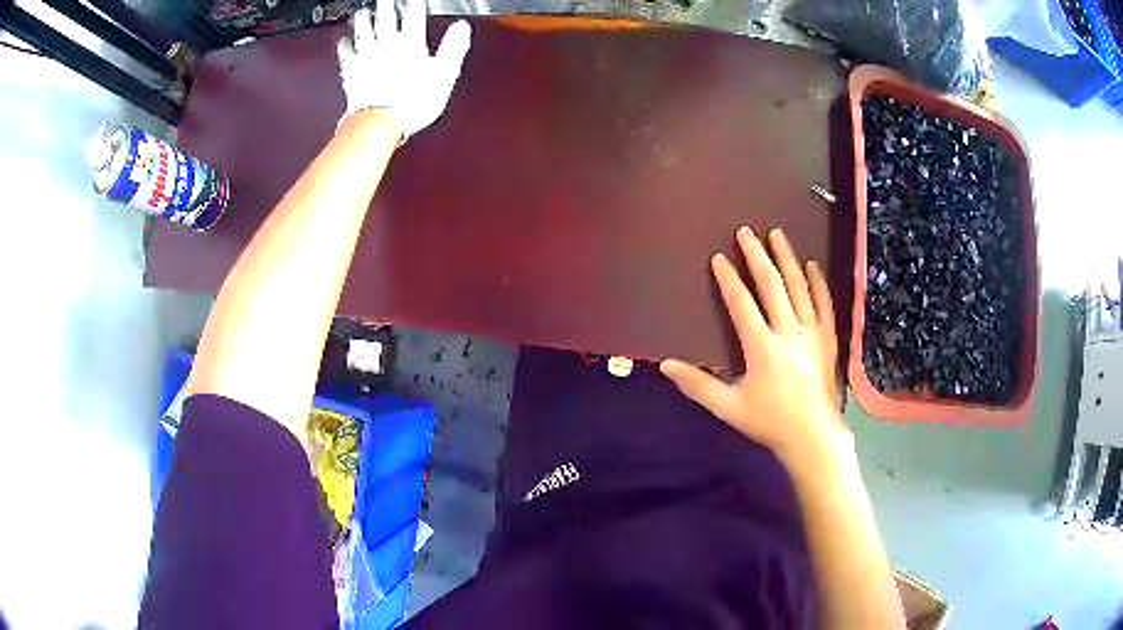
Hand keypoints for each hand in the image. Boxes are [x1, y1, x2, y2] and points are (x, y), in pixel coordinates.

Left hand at [336, 0, 470, 140]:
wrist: (380, 120)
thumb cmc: (413, 101)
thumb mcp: (444, 74)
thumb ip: (453, 47)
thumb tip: (462, 27)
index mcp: (411, 45)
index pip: (414, 18)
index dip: (415, 5)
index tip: (415, 0)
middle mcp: (386, 46)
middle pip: (386, 20)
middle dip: (386, 6)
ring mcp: (367, 58)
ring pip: (364, 33)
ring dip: (363, 21)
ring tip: (363, 12)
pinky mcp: (353, 73)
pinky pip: (347, 55)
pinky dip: (344, 46)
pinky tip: (343, 41)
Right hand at [661, 227, 847, 467]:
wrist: (813, 436)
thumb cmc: (769, 422)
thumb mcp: (729, 407)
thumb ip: (698, 385)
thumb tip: (666, 365)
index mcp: (762, 347)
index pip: (742, 303)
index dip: (729, 279)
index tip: (719, 258)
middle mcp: (788, 331)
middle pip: (772, 285)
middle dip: (757, 256)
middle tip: (746, 232)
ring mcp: (811, 333)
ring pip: (799, 287)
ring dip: (787, 259)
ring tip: (778, 235)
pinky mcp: (827, 339)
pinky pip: (823, 304)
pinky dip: (818, 283)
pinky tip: (812, 265)